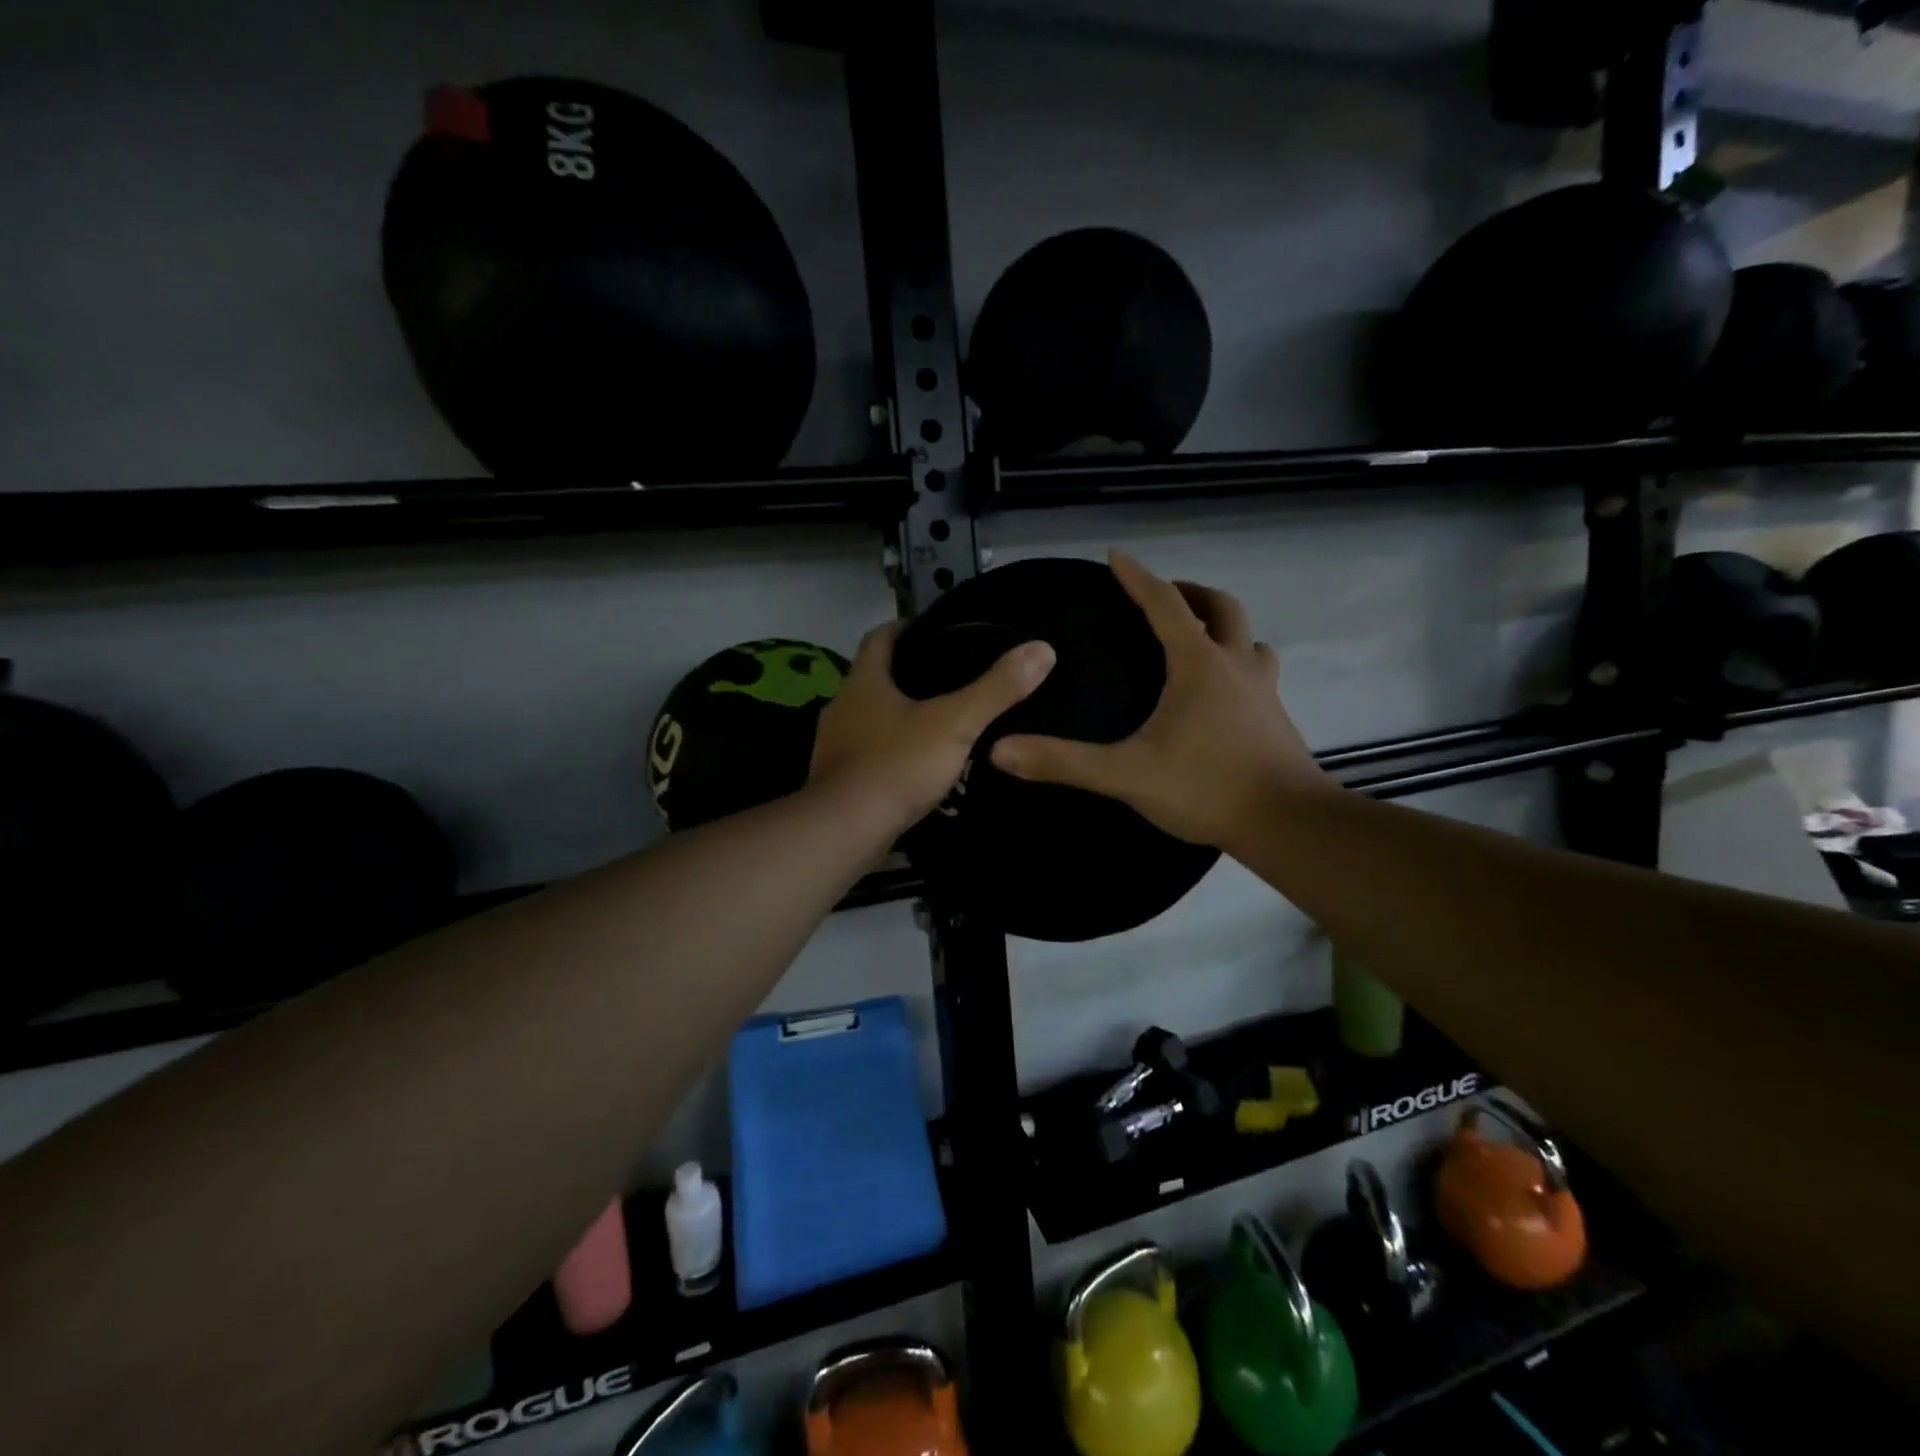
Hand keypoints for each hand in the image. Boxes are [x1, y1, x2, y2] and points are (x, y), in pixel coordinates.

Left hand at [810, 621, 1054, 839]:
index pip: (880, 638)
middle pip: (873, 677)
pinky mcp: (836, 778)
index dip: (906, 628)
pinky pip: (866, 752)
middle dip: (906, 674)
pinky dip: (889, 750)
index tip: (935, 630)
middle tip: (949, 677)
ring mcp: (834, 745)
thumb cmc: (898, 765)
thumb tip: (1042, 649)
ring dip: (897, 715)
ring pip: (869, 717)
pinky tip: (915, 764)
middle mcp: (841, 706)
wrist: (846, 830)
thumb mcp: (955, 723)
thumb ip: (997, 689)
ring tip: (938, 720)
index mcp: (863, 682)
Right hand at [991, 549, 1331, 848]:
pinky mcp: (1277, 719)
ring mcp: (1263, 691)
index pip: (1165, 605)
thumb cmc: (1206, 787)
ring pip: (1249, 640)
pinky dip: (1238, 665)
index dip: (1138, 578)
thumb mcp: (1126, 775)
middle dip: (1190, 593)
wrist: (1288, 824)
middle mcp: (1235, 666)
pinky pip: (1258, 673)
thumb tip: (1000, 750)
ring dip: (1224, 628)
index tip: (1117, 556)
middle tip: (1163, 597)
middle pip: (1221, 608)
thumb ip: (1064, 762)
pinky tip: (1221, 695)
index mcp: (1198, 665)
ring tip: (1198, 640)